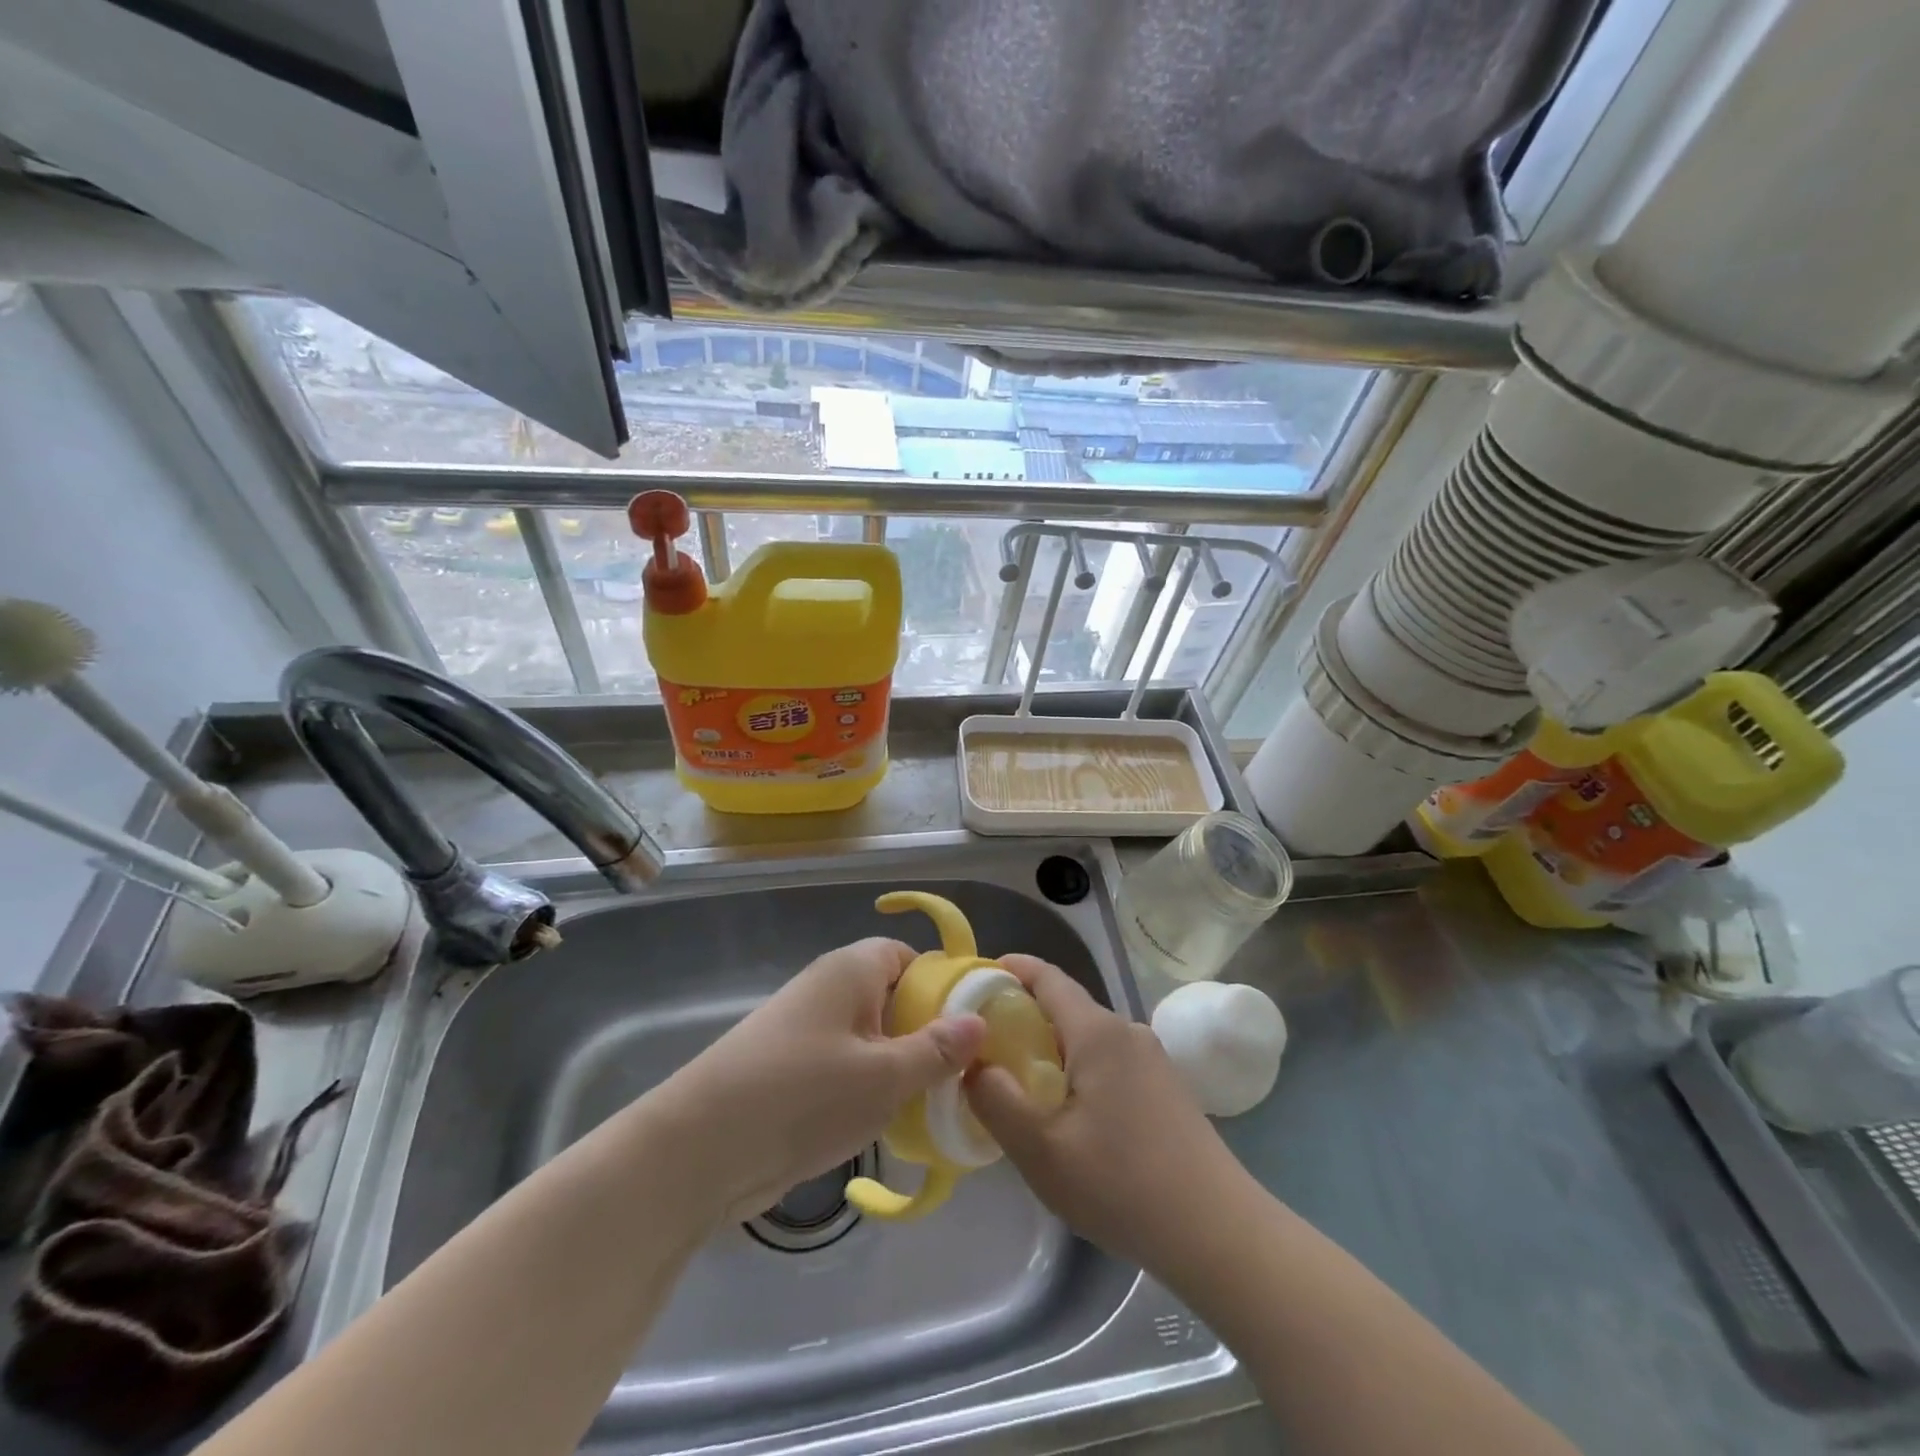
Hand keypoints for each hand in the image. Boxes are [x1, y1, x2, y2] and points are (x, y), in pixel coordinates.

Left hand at [654, 938, 984, 1225]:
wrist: (700, 1150)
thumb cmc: (803, 1095)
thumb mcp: (884, 1076)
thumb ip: (935, 1050)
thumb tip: (978, 1022)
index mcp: (851, 970)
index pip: (907, 956)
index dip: (942, 983)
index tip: (974, 1022)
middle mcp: (828, 990)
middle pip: (892, 996)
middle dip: (927, 1031)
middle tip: (964, 1071)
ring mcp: (806, 1032)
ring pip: (871, 1037)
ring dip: (900, 1065)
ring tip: (937, 1102)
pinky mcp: (791, 1072)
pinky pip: (846, 1067)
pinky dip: (870, 1089)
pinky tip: (892, 1124)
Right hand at [966, 957, 1250, 1277]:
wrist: (1218, 1233)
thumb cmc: (1123, 1185)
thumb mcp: (1042, 1151)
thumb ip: (996, 1101)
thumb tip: (972, 1065)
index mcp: (1098, 1032)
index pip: (1048, 978)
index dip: (1012, 970)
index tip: (977, 978)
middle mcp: (1127, 1031)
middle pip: (1067, 1007)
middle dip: (1025, 1017)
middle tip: (986, 1047)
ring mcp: (1153, 1059)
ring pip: (1089, 1038)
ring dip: (1052, 1049)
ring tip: (1021, 1085)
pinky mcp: (1166, 1088)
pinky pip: (1110, 1061)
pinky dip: (1079, 1069)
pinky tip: (1070, 1113)